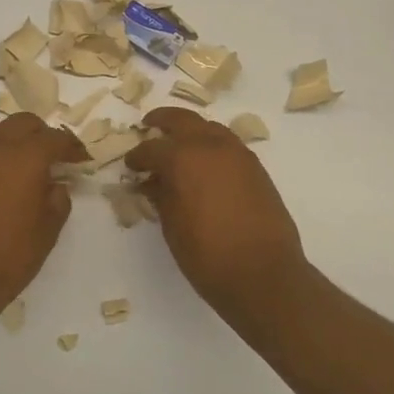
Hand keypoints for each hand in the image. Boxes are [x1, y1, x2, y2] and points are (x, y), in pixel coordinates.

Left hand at [0, 112, 88, 322]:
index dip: (71, 146)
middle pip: (22, 123)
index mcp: (24, 158)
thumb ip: (57, 200)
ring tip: (19, 161)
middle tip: (52, 157)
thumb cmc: (8, 259)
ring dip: (10, 138)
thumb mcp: (47, 232)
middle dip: (41, 135)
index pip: (54, 138)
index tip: (80, 159)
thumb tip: (56, 184)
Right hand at [125, 107, 310, 326]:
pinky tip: (204, 164)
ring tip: (178, 146)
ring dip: (191, 131)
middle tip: (149, 127)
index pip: (151, 148)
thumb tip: (152, 181)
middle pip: (182, 120)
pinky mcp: (256, 168)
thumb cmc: (208, 255)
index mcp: (183, 158)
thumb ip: (160, 196)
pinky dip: (211, 145)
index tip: (130, 165)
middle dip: (163, 121)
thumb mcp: (172, 226)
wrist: (263, 273)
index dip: (137, 157)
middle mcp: (211, 146)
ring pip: (209, 128)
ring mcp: (238, 154)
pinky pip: (228, 145)